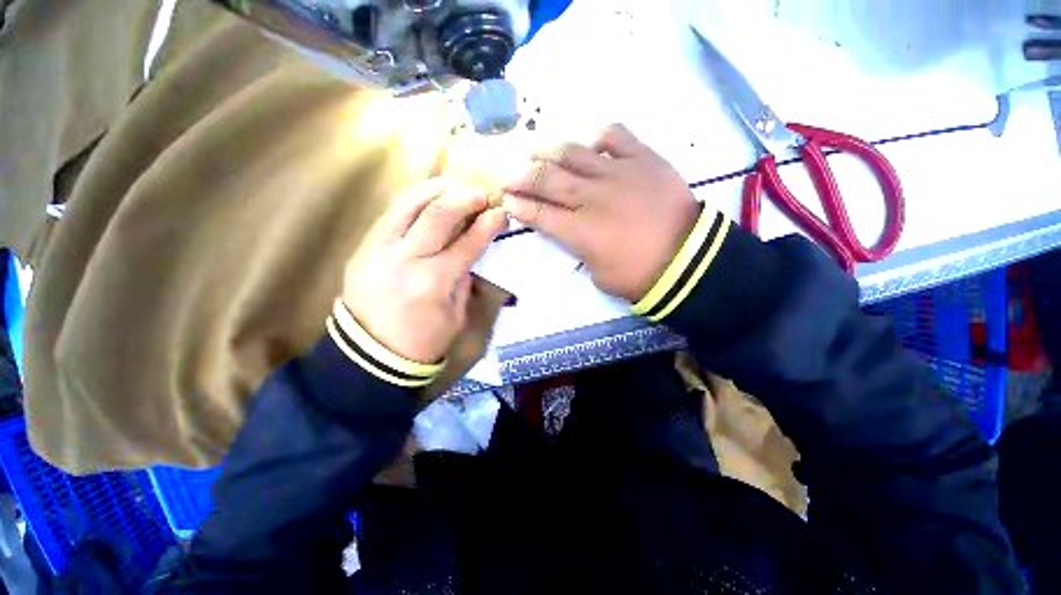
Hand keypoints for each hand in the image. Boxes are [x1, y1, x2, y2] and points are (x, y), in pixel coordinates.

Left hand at [342, 179, 506, 363]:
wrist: (370, 356)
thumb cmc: (423, 342)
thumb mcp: (456, 315)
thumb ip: (463, 278)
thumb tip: (470, 249)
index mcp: (432, 282)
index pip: (467, 243)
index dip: (488, 224)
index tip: (501, 212)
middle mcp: (404, 259)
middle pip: (437, 214)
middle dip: (464, 198)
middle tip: (481, 194)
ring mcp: (377, 250)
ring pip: (407, 204)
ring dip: (435, 189)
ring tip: (455, 186)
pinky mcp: (362, 248)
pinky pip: (390, 214)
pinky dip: (413, 201)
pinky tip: (429, 199)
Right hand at [501, 124, 700, 301]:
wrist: (689, 260)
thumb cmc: (639, 276)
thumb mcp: (598, 275)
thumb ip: (580, 250)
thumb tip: (572, 232)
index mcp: (580, 231)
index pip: (539, 213)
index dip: (519, 206)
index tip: (506, 200)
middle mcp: (592, 197)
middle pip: (548, 180)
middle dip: (523, 177)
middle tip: (509, 174)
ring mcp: (618, 174)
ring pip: (575, 154)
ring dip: (549, 150)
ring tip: (534, 149)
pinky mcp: (644, 160)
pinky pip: (617, 137)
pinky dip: (599, 136)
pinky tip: (589, 142)